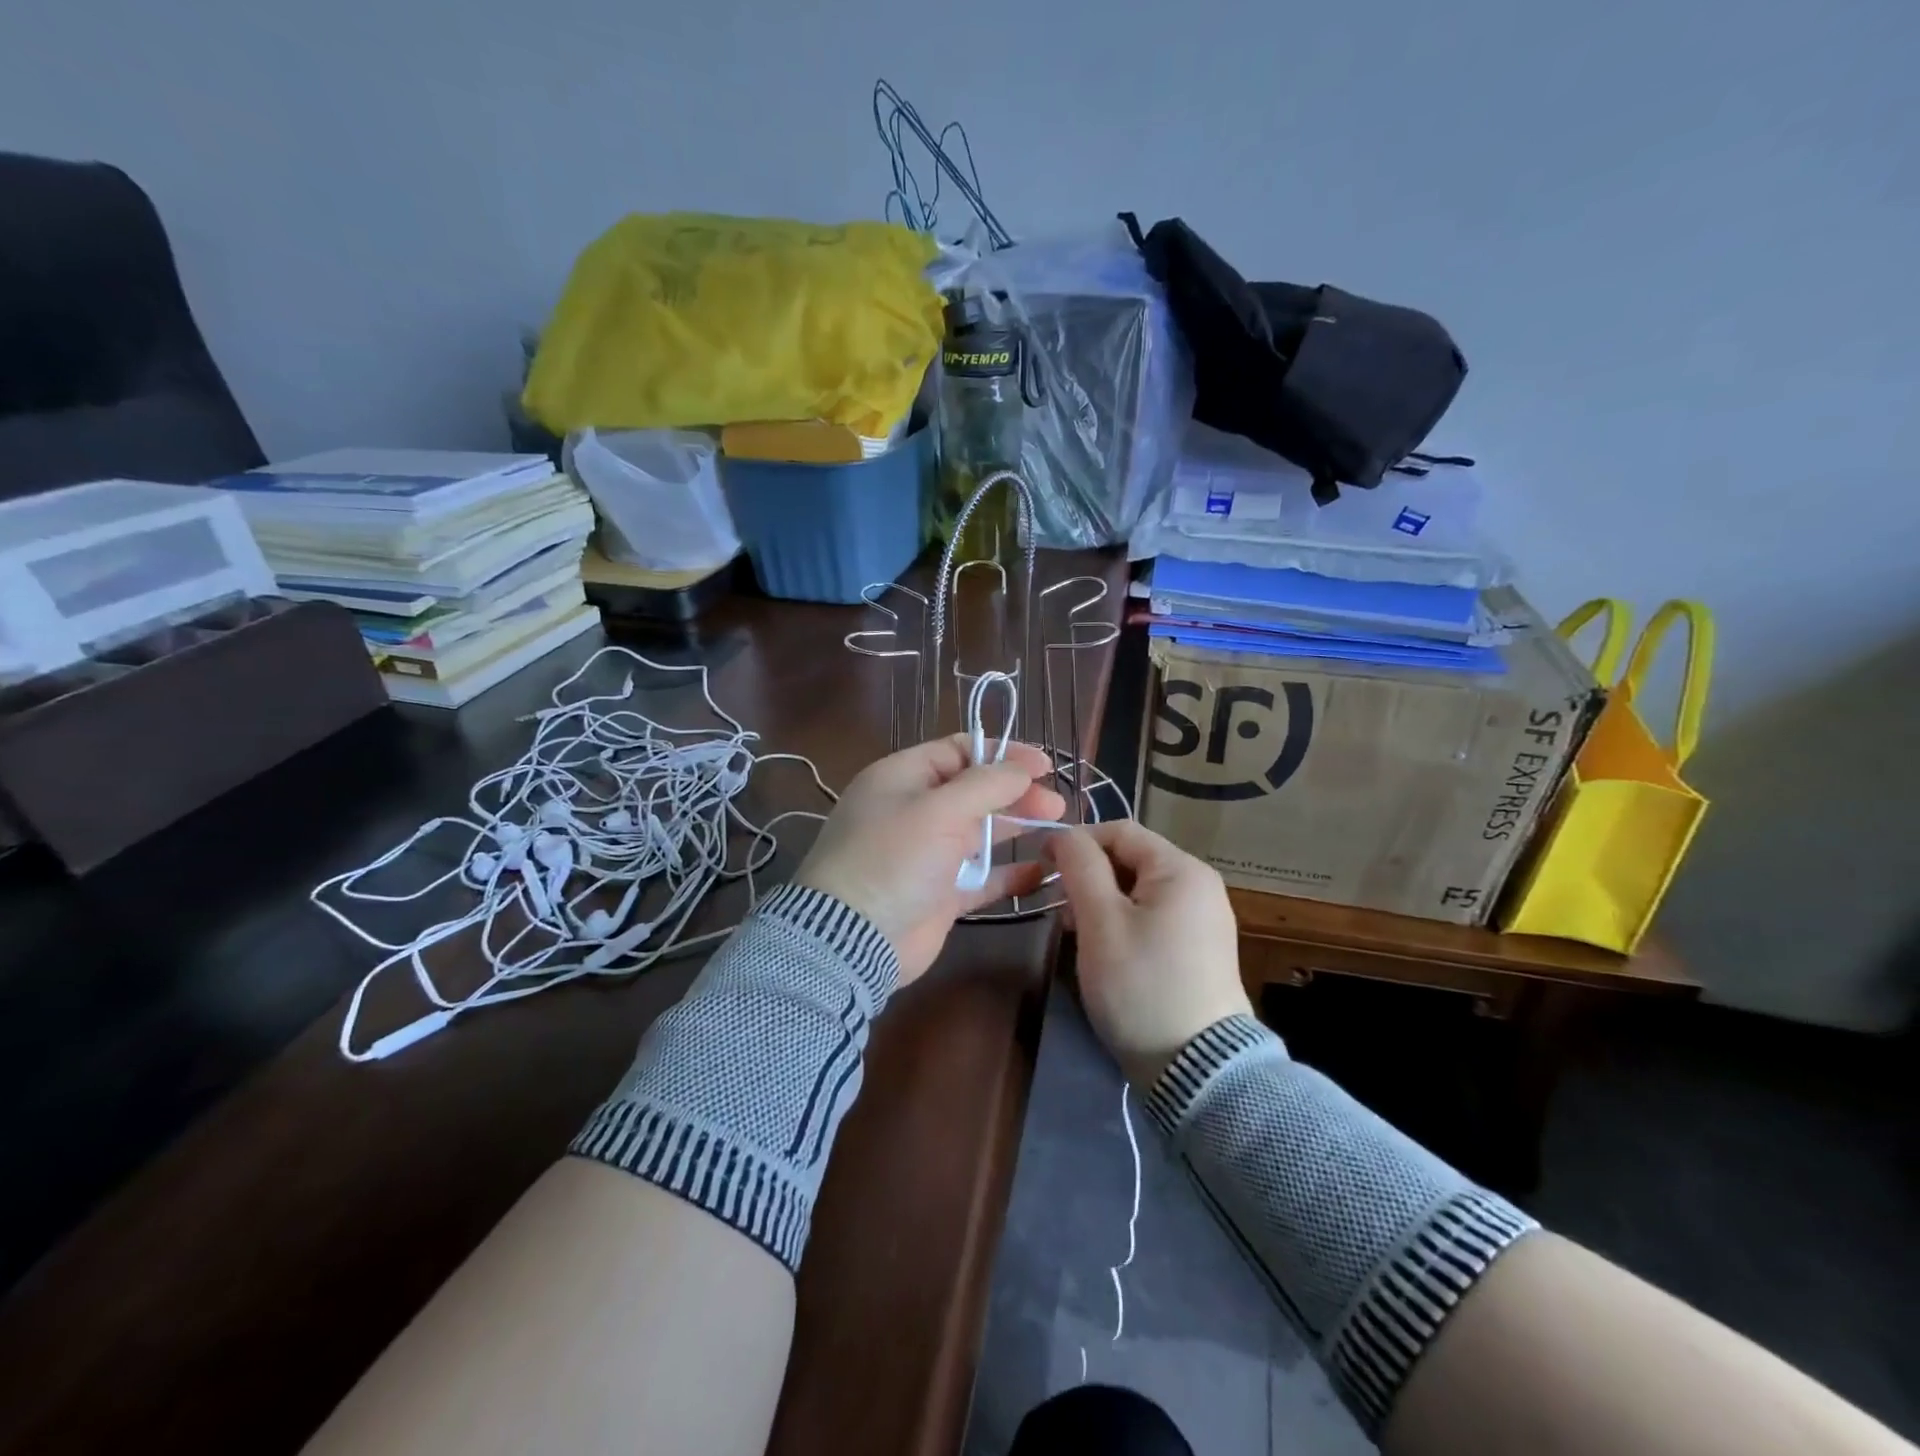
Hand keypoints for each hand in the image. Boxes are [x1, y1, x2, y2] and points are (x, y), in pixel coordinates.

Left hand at [794, 734, 1065, 982]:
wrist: (851, 939)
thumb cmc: (893, 859)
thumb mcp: (939, 810)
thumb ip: (986, 784)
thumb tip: (1022, 767)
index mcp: (903, 777)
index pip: (959, 751)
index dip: (1002, 753)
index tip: (1042, 765)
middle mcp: (914, 810)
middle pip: (974, 791)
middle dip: (1016, 792)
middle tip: (1056, 804)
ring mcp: (927, 854)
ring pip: (980, 832)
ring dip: (1016, 828)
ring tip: (1059, 828)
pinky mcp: (939, 894)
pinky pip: (981, 877)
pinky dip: (1009, 873)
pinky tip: (1042, 871)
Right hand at [1047, 821, 1252, 1089]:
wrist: (1197, 1069)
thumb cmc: (1141, 985)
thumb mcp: (1100, 922)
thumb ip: (1080, 867)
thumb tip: (1064, 835)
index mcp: (1182, 869)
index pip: (1120, 830)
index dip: (1077, 841)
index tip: (1043, 866)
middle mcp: (1200, 885)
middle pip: (1131, 859)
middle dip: (1089, 877)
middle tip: (1061, 912)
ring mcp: (1204, 919)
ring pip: (1138, 891)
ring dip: (1102, 903)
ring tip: (1078, 936)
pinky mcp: (1201, 949)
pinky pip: (1154, 917)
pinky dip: (1124, 923)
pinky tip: (1107, 953)